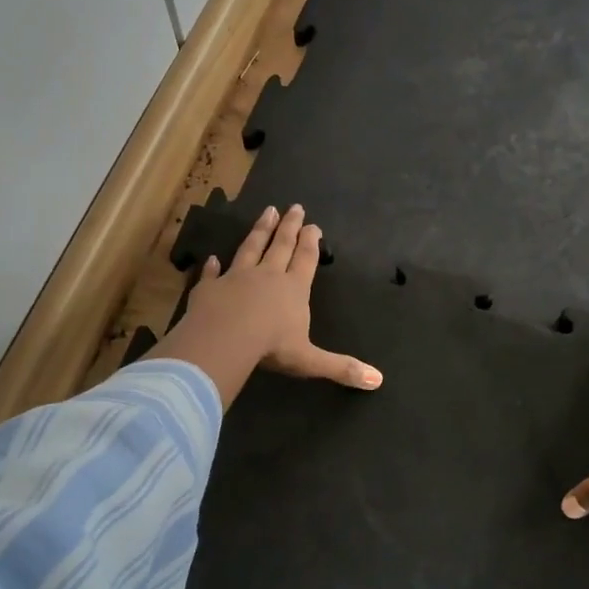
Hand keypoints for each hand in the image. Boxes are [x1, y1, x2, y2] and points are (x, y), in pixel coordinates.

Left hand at [157, 205, 381, 404]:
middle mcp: (267, 276)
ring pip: (250, 248)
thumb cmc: (272, 347)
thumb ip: (342, 368)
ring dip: (259, 230)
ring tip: (267, 212)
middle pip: (280, 245)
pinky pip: (212, 274)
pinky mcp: (209, 288)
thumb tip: (378, 381)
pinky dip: (213, 266)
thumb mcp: (311, 360)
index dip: (310, 243)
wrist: (225, 339)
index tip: (313, 225)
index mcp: (294, 289)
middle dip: (289, 226)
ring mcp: (236, 278)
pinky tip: (212, 258)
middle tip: (294, 207)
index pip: (305, 260)